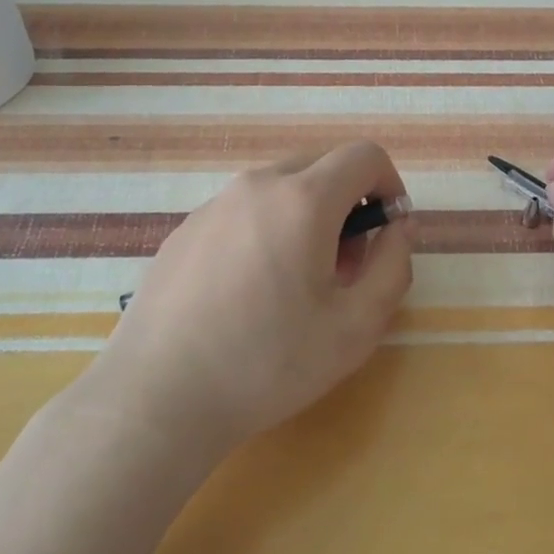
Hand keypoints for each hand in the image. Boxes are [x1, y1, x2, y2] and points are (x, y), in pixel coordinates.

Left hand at [92, 142, 413, 452]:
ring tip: (296, 284)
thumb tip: (396, 229)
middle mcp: (256, 186)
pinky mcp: (184, 229)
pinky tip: (248, 293)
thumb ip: (393, 266)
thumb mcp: (356, 327)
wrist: (157, 397)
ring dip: (307, 217)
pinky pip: (243, 210)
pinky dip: (267, 229)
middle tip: (345, 266)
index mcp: (302, 199)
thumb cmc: (267, 363)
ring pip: (280, 188)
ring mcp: (213, 205)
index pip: (364, 156)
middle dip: (348, 203)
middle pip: (321, 166)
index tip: (387, 232)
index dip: (389, 185)